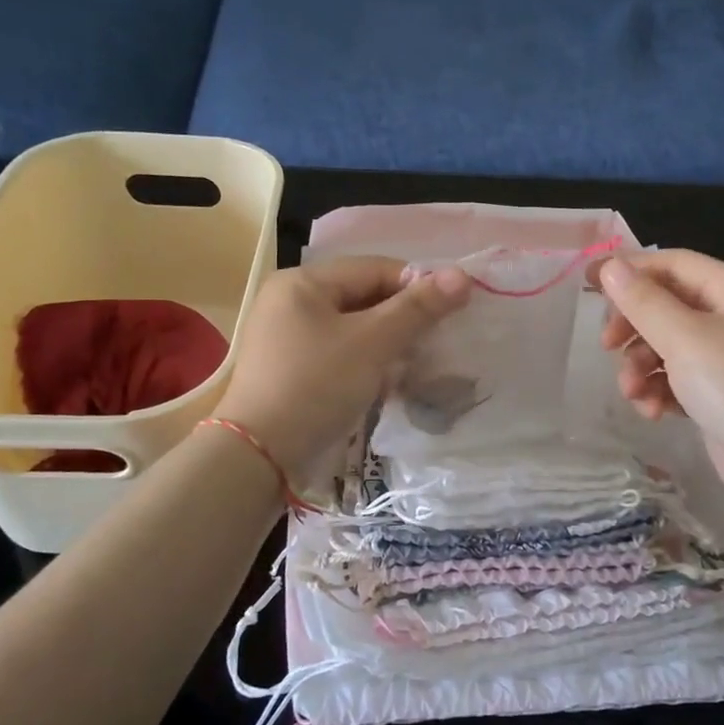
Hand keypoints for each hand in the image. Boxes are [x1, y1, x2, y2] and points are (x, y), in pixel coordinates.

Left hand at [214, 256, 470, 478]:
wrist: (260, 455)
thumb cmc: (317, 386)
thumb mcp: (372, 343)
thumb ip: (417, 308)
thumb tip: (462, 275)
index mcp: (303, 282)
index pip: (374, 269)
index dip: (417, 285)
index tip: (454, 309)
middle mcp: (292, 301)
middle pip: (364, 298)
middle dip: (404, 319)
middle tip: (437, 342)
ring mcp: (290, 337)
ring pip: (355, 328)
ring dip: (390, 344)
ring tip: (418, 365)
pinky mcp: (294, 369)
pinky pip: (341, 353)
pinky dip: (368, 363)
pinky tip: (391, 384)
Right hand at [597, 251, 723, 509]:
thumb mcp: (684, 337)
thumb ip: (643, 301)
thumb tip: (611, 267)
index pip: (673, 264)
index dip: (630, 269)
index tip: (588, 283)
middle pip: (667, 306)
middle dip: (633, 327)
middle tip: (606, 346)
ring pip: (667, 347)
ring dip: (641, 367)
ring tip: (633, 394)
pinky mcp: (720, 397)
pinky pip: (678, 380)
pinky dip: (660, 391)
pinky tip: (652, 412)